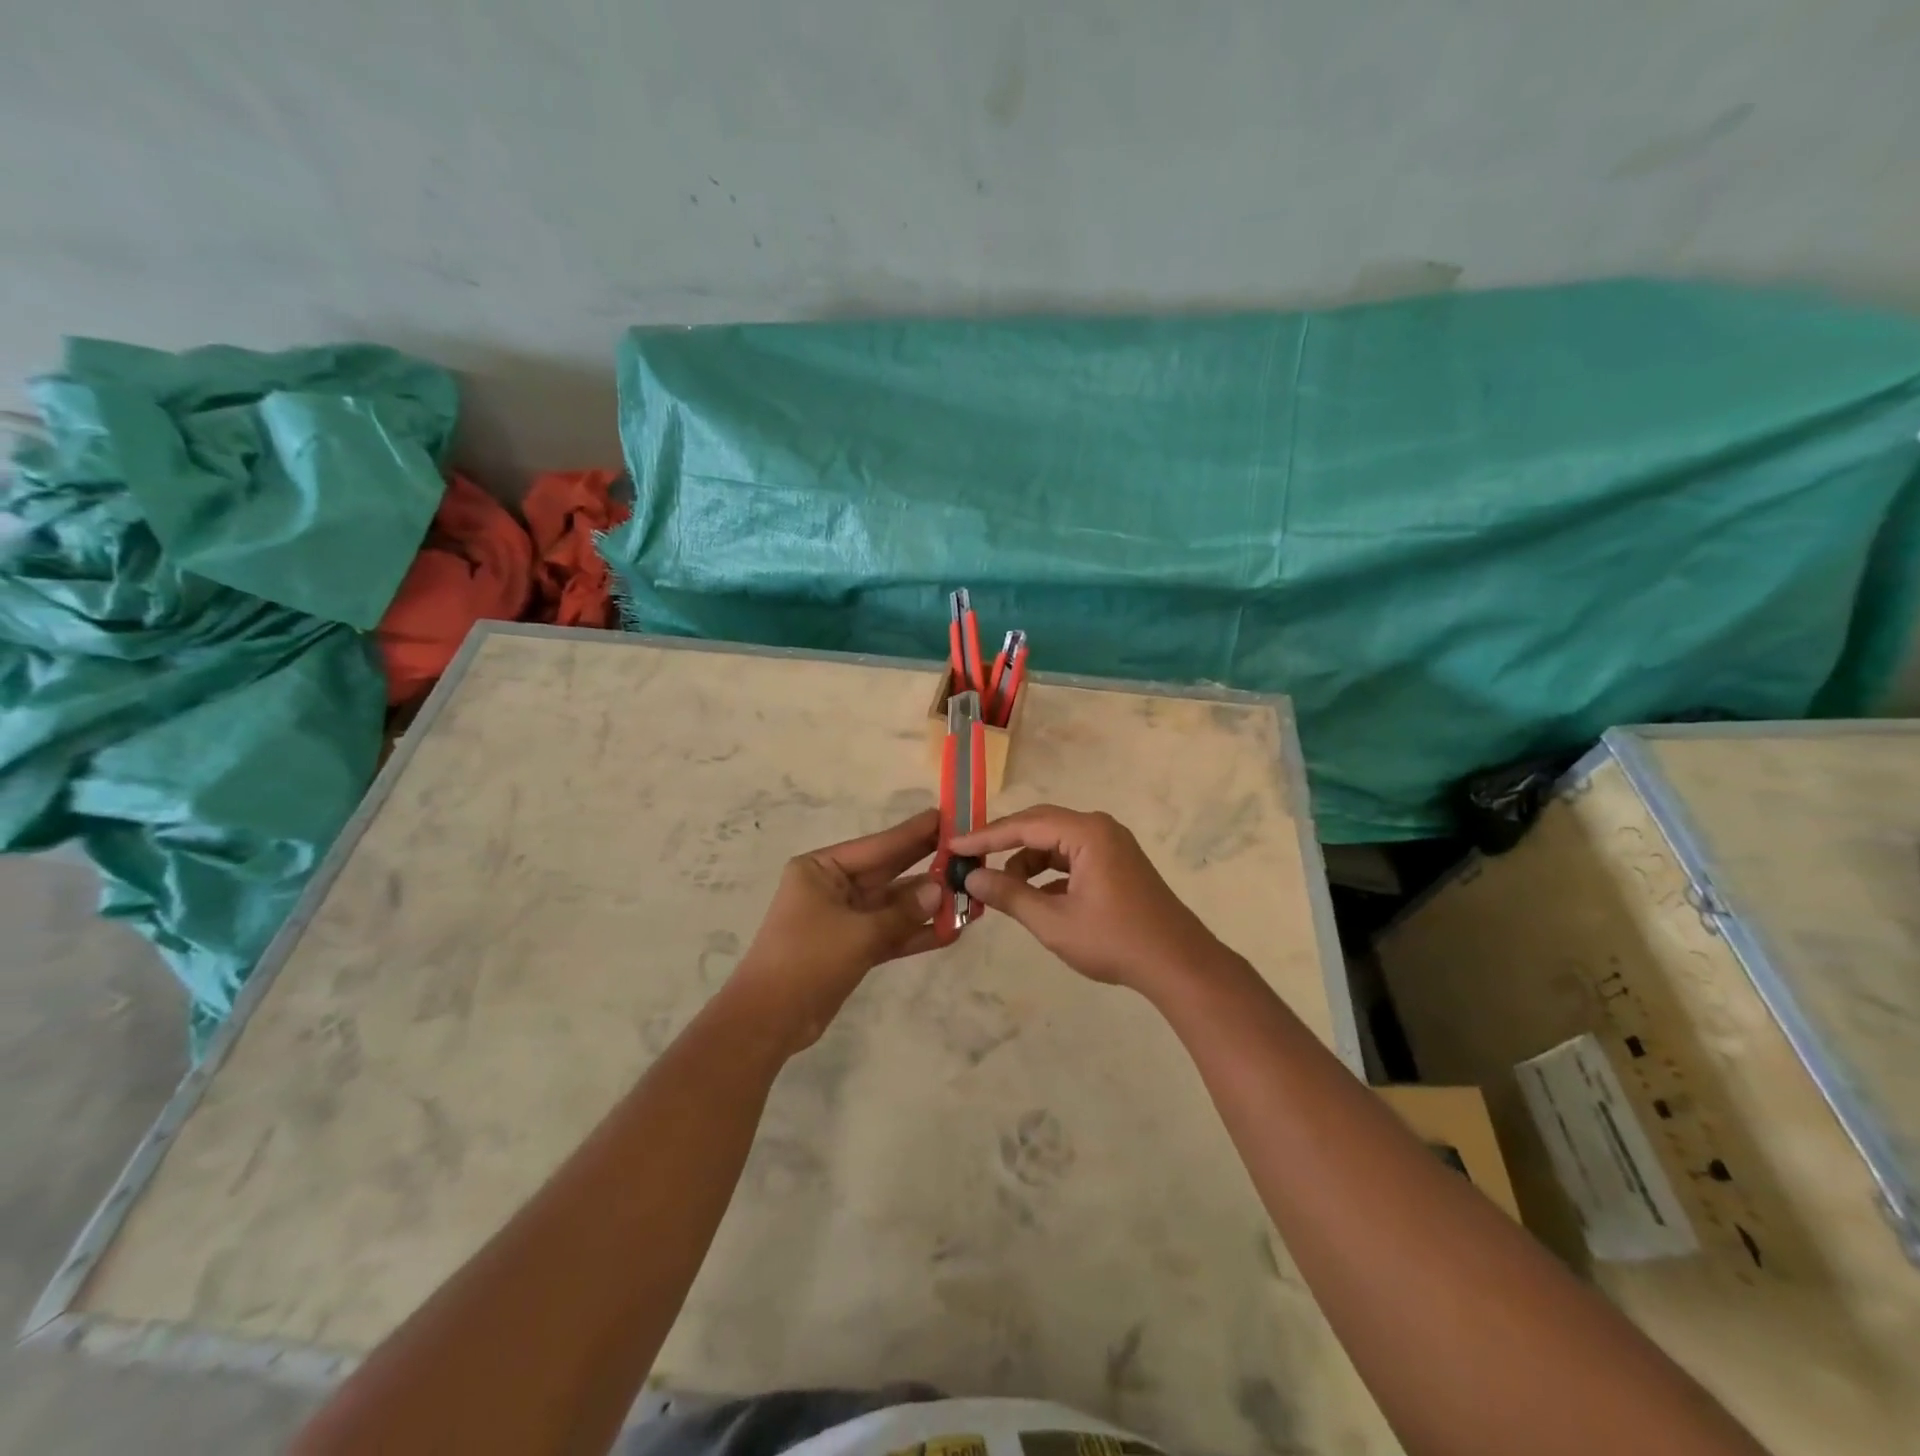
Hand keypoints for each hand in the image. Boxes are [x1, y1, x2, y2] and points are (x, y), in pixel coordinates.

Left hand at [731, 809, 943, 1049]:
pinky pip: (889, 933)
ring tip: (970, 894)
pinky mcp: (851, 947)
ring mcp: (843, 918)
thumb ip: (903, 912)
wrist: (768, 1020)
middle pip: (888, 872)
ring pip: (893, 905)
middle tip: (966, 848)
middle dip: (925, 864)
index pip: (877, 846)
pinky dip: (916, 933)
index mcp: (821, 869)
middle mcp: (832, 887)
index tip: (946, 817)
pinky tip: (951, 931)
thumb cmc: (807, 960)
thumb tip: (941, 890)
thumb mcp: (858, 932)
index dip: (913, 833)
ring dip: (927, 904)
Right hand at [953, 805, 1230, 993]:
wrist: (1178, 964)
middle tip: (969, 860)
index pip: (1024, 825)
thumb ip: (1010, 895)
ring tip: (1003, 890)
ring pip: (1055, 843)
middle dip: (1003, 844)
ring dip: (1026, 862)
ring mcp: (1111, 844)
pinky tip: (1034, 897)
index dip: (985, 836)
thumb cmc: (1114, 940)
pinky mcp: (1116, 863)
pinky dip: (1048, 872)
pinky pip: (1071, 856)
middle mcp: (1099, 828)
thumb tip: (971, 879)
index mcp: (1087, 833)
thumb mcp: (1054, 921)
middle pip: (1039, 825)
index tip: (953, 846)